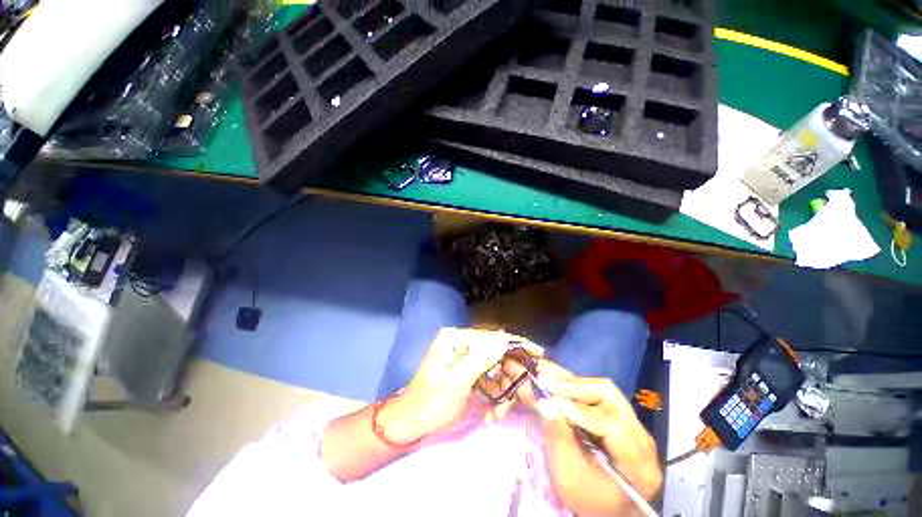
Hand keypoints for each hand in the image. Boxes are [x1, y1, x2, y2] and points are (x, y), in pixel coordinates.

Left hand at [379, 328, 542, 442]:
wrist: (410, 424)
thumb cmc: (431, 404)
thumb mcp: (458, 382)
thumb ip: (482, 358)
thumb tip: (505, 337)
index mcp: (456, 337)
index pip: (493, 336)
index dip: (517, 345)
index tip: (540, 355)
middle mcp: (461, 341)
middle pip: (496, 352)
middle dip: (509, 376)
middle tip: (522, 397)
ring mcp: (464, 355)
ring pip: (495, 367)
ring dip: (502, 390)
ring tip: (500, 413)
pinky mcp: (466, 370)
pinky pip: (488, 377)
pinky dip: (494, 394)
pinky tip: (492, 412)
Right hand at [532, 368, 661, 516]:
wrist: (606, 509)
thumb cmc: (587, 500)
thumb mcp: (568, 479)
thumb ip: (558, 440)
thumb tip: (544, 402)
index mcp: (638, 465)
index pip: (610, 425)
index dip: (578, 410)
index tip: (549, 400)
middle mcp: (643, 440)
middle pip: (610, 397)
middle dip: (575, 387)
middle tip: (547, 384)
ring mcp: (636, 427)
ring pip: (605, 390)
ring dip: (575, 384)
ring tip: (550, 381)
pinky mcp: (626, 420)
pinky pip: (602, 394)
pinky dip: (578, 387)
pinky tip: (559, 382)